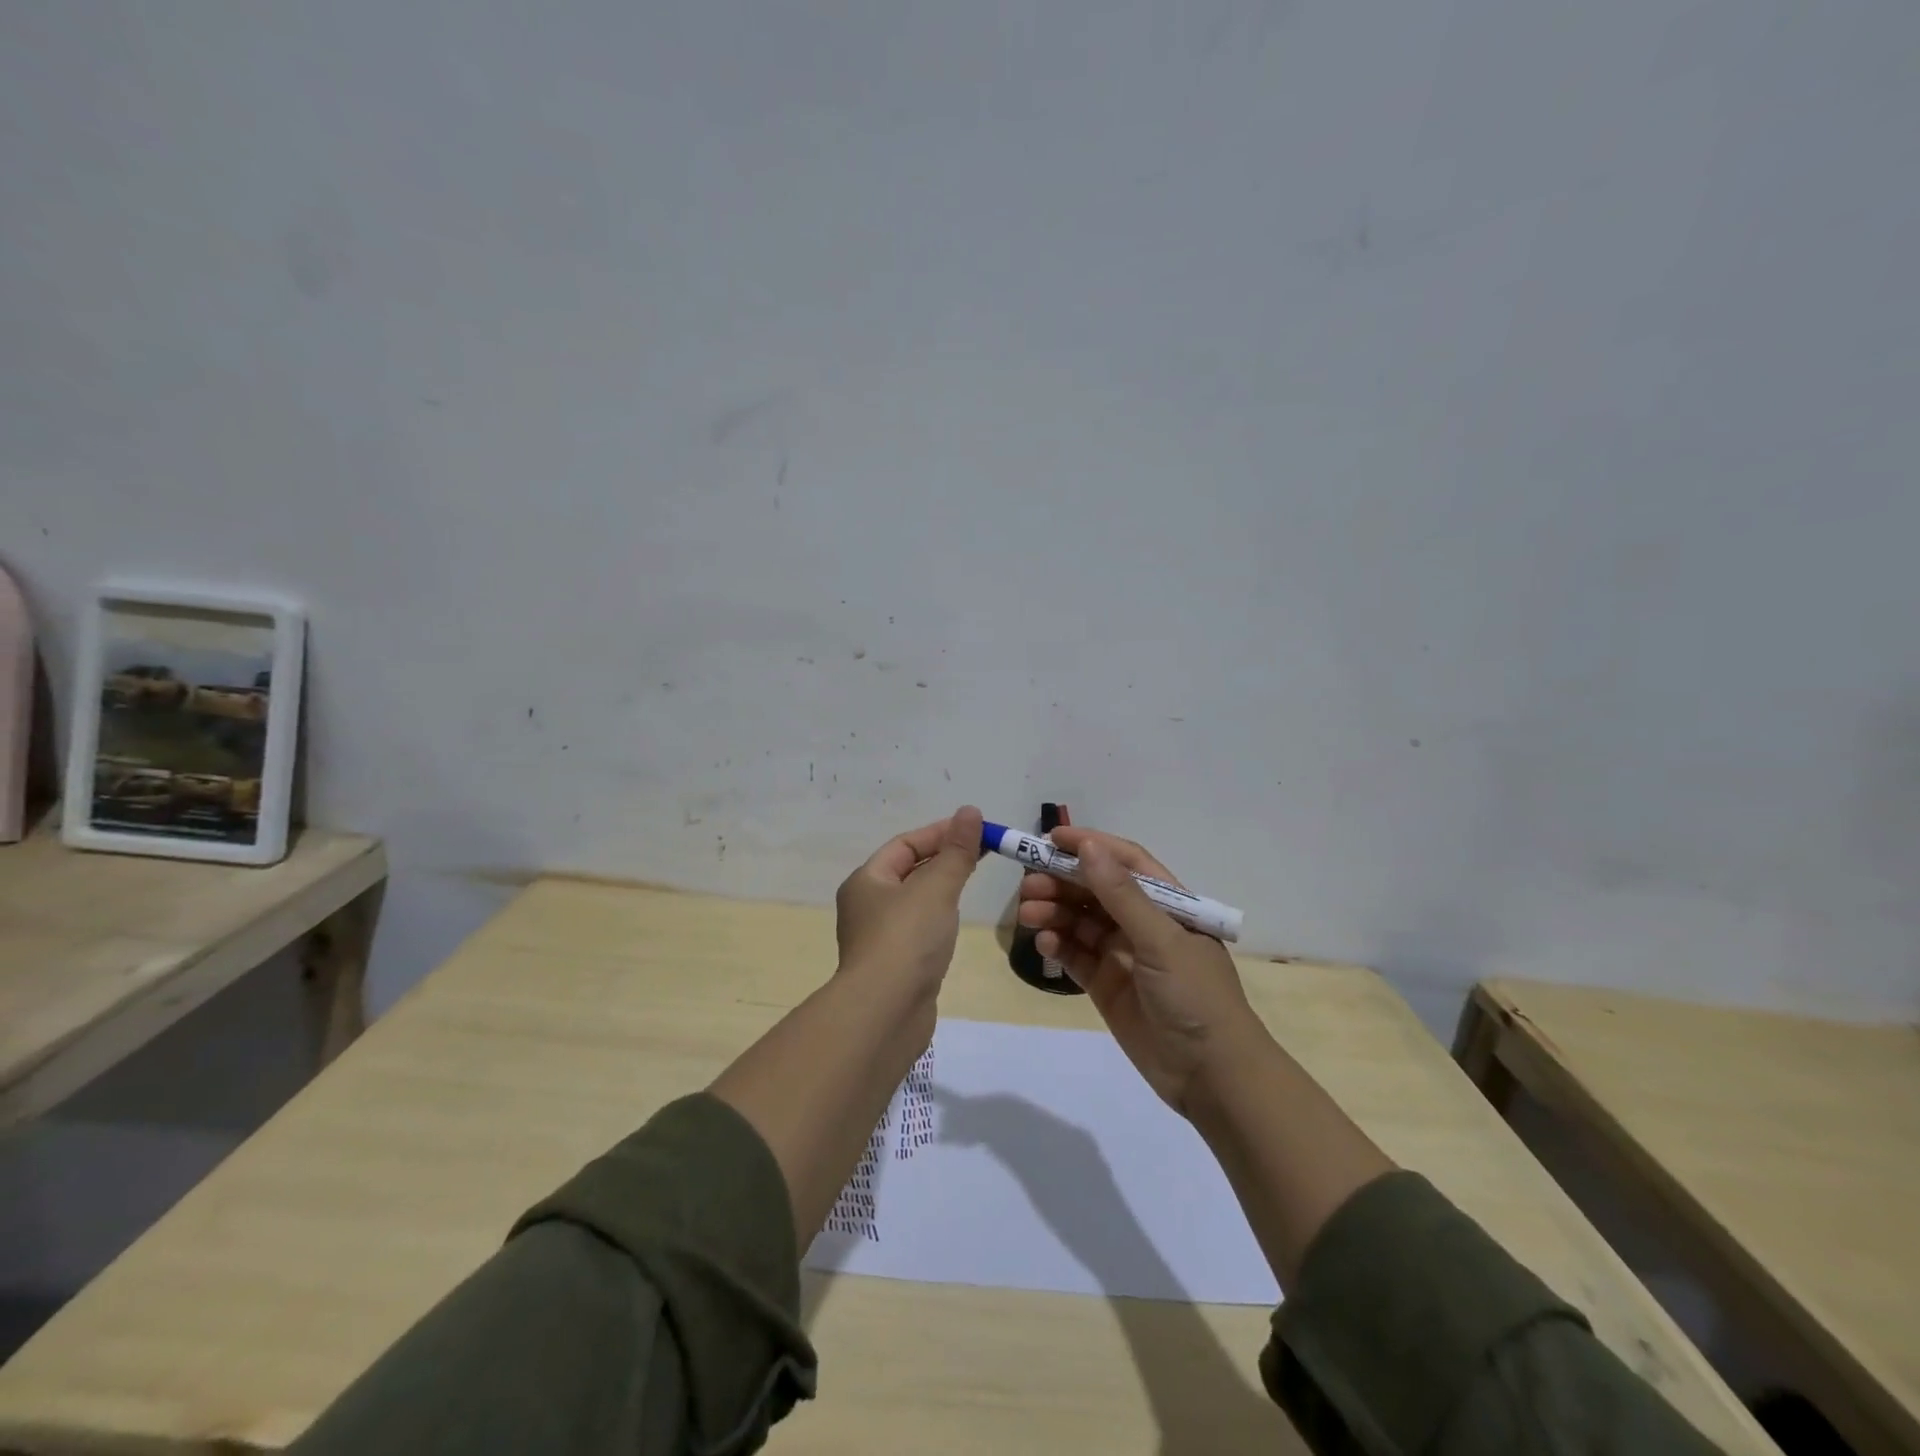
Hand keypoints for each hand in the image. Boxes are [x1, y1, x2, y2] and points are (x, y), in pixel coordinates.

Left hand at [835, 805, 983, 995]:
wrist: (885, 1013)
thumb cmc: (906, 939)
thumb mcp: (936, 887)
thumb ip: (957, 851)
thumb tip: (970, 811)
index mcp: (866, 881)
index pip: (905, 845)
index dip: (940, 832)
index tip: (975, 829)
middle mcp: (867, 906)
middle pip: (908, 871)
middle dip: (943, 858)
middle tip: (982, 852)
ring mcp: (879, 938)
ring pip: (915, 901)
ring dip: (941, 888)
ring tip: (972, 881)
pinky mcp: (895, 965)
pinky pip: (919, 930)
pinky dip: (938, 919)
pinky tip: (956, 923)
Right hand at [1017, 827, 1263, 1116]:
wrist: (1211, 1076)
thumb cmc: (1195, 996)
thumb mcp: (1161, 940)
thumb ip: (1122, 895)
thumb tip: (1088, 847)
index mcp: (1167, 903)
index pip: (1124, 861)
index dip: (1090, 846)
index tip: (1051, 839)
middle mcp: (1142, 923)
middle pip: (1095, 890)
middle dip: (1062, 881)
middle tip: (1029, 884)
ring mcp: (1122, 954)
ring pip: (1080, 921)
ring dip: (1054, 912)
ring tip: (1028, 914)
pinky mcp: (1106, 984)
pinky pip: (1075, 955)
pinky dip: (1058, 945)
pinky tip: (1044, 944)